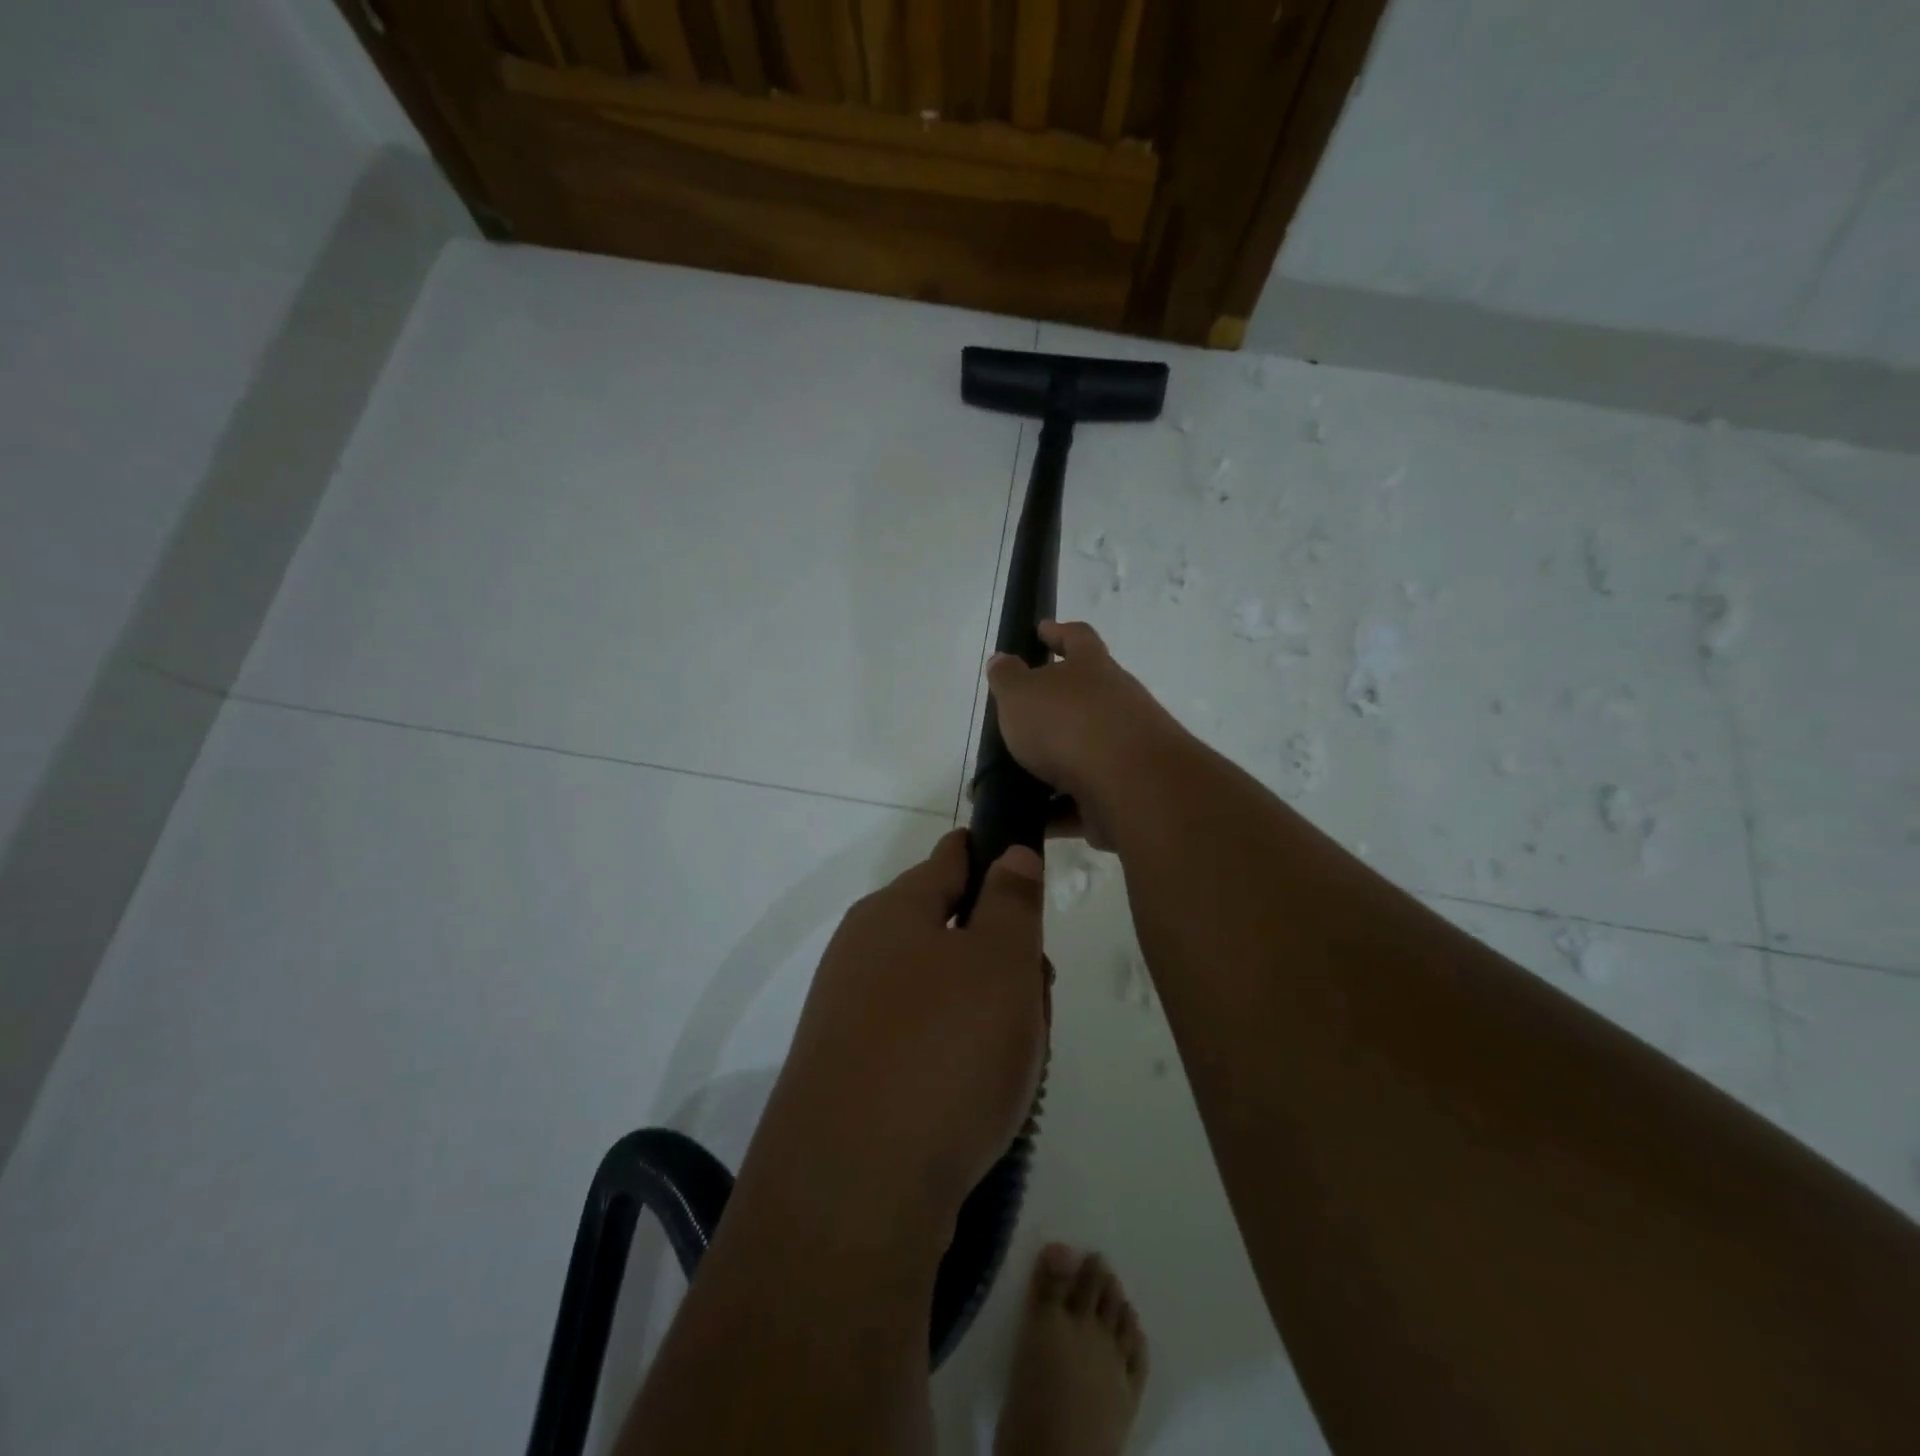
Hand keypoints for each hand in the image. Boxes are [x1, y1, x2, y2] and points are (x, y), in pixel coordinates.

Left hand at [747, 830, 1048, 1231]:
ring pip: (942, 992)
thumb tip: (1009, 853)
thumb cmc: (943, 1051)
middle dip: (1003, 957)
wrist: (853, 1194)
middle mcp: (863, 954)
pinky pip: (921, 1043)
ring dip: (988, 1013)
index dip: (996, 860)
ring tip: (1017, 1060)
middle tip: (1037, 997)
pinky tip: (981, 1098)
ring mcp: (852, 1017)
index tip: (1033, 889)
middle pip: (951, 931)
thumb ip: (1012, 899)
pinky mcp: (851, 1077)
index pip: (951, 859)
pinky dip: (958, 1057)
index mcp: (893, 911)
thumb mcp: (1000, 960)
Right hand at [986, 621, 1184, 849]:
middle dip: (1052, 709)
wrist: (1130, 785)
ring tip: (1010, 779)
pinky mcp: (1122, 795)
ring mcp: (1123, 751)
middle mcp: (1116, 704)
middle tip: (1017, 719)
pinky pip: (1081, 800)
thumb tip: (1002, 661)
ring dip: (1049, 766)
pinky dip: (1056, 809)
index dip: (1058, 632)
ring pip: (1080, 754)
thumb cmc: (1069, 724)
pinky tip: (1027, 818)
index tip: (1041, 630)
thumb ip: (1007, 678)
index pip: (1077, 638)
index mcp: (1093, 669)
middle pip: (1083, 699)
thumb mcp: (1021, 693)